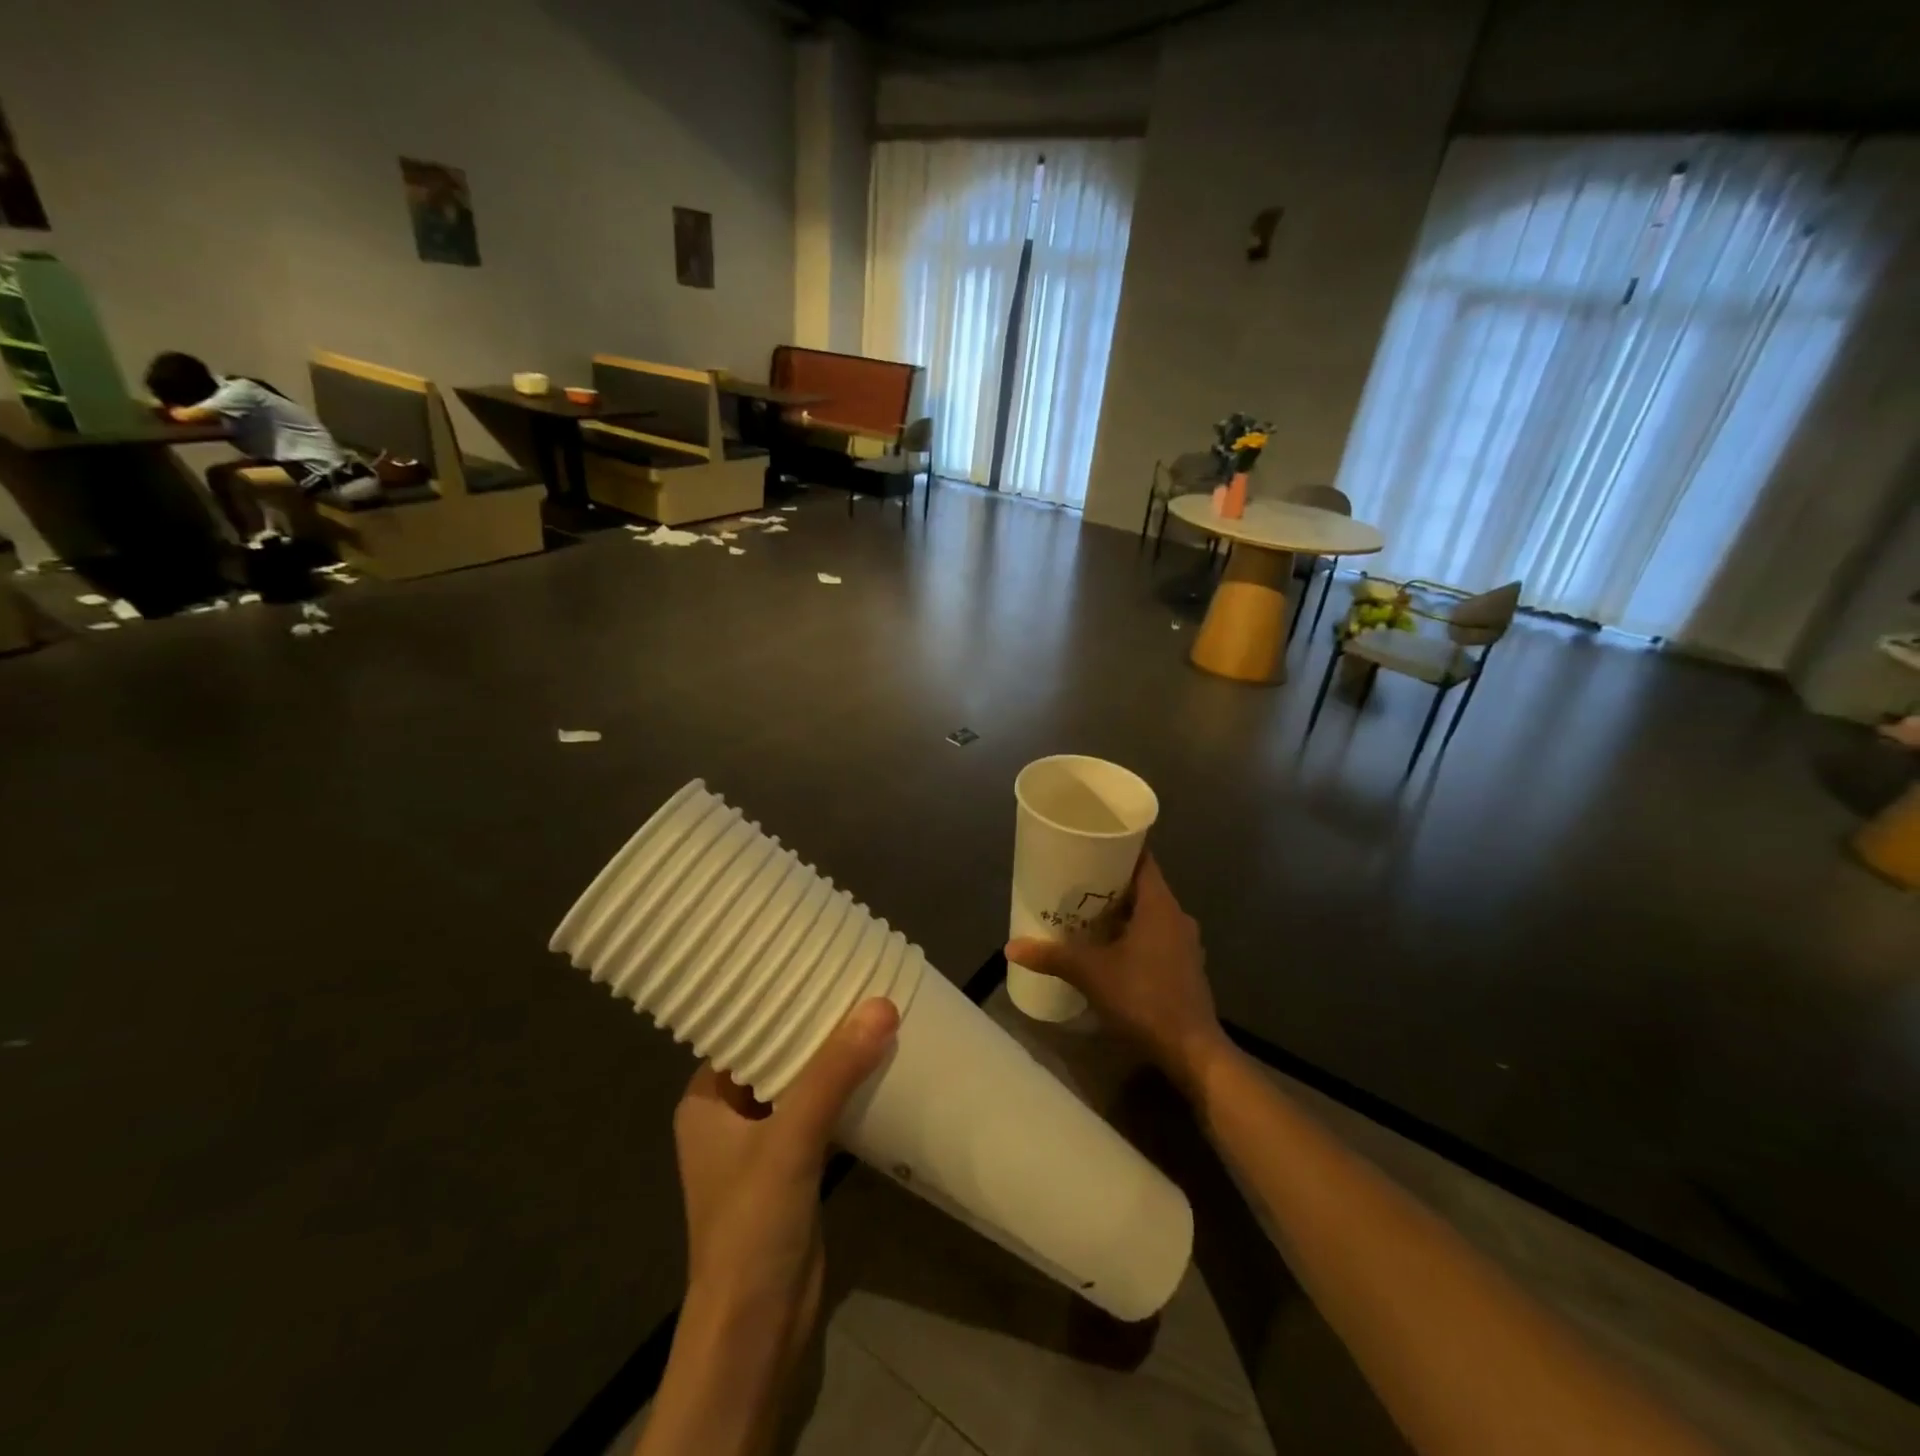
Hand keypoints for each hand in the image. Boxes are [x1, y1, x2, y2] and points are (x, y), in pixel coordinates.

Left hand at [672, 997, 898, 1331]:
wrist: (759, 1328)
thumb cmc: (752, 1224)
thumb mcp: (791, 1138)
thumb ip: (834, 1072)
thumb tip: (881, 1005)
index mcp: (705, 1101)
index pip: (741, 1031)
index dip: (775, 999)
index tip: (817, 963)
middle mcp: (728, 1117)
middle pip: (775, 1054)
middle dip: (813, 1026)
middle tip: (855, 981)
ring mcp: (761, 1145)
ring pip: (800, 1084)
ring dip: (831, 1059)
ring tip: (871, 1013)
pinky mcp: (792, 1168)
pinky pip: (819, 1113)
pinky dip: (842, 1092)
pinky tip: (874, 1066)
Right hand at [1006, 854, 1228, 1091]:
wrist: (1191, 1050)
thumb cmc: (1143, 998)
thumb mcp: (1092, 974)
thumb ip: (1052, 956)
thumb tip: (1011, 946)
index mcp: (1160, 905)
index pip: (1143, 860)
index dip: (1118, 848)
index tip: (1092, 842)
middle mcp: (1177, 917)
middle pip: (1143, 886)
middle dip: (1111, 883)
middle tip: (1076, 880)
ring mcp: (1185, 944)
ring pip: (1150, 914)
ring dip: (1122, 911)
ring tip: (1087, 913)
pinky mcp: (1185, 967)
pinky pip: (1156, 936)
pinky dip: (1134, 934)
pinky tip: (1110, 948)